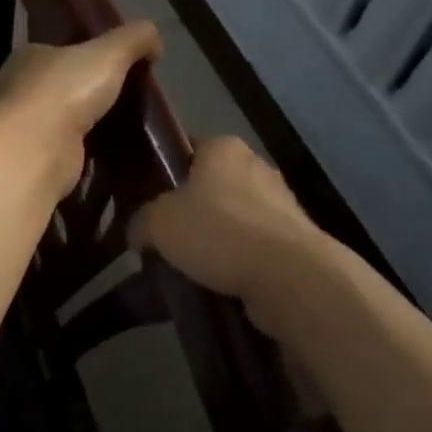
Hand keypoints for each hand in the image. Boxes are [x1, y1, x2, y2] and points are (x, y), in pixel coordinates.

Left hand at [0, 21, 162, 194]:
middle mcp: (19, 89)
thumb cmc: (66, 90)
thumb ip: (134, 38)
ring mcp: (24, 128)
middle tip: (125, 97)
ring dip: (87, 124)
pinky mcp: (35, 161)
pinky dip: (86, 152)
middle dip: (88, 92)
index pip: (58, 50)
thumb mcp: (110, 52)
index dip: (85, 54)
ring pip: (63, 120)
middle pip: (61, 86)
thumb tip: (155, 39)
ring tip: (125, 126)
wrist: (37, 151)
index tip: (114, 64)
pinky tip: (111, 154)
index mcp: (29, 56)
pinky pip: (67, 151)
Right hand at [127, 135, 327, 331]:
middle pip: (211, 185)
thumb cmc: (221, 232)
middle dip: (192, 212)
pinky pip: (254, 247)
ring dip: (217, 241)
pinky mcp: (293, 239)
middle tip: (167, 241)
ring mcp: (279, 202)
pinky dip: (239, 263)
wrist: (290, 276)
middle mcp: (254, 165)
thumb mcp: (161, 223)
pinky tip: (221, 286)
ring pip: (234, 218)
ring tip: (192, 271)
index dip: (167, 174)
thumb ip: (141, 221)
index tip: (150, 204)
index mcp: (223, 146)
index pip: (188, 149)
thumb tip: (137, 232)